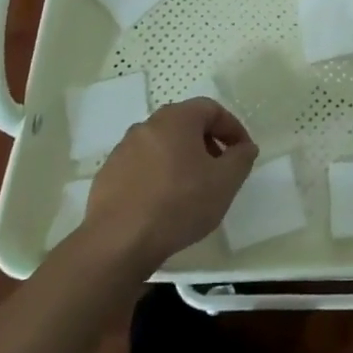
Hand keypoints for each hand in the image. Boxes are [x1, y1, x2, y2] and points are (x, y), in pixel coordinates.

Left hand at [82, 97, 257, 269]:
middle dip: (207, 143)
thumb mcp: (225, 182)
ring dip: (182, 159)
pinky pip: (142, 166)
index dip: (233, 128)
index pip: (212, 109)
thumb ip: (242, 158)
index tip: (243, 153)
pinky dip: (158, 175)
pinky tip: (163, 203)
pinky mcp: (107, 175)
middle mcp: (147, 125)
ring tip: (192, 189)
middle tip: (219, 169)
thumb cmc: (179, 204)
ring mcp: (123, 150)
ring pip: (162, 145)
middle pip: (185, 125)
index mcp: (177, 118)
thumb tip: (244, 147)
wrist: (117, 243)